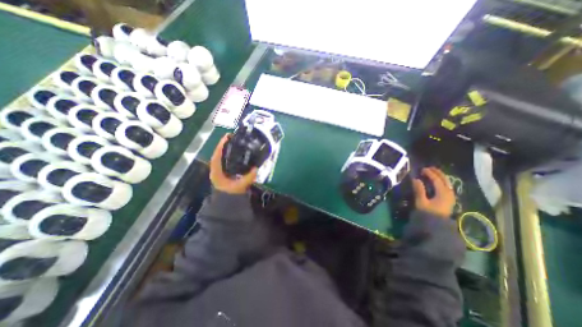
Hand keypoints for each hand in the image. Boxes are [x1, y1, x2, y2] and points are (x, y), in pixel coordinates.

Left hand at [208, 133, 254, 193]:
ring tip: (233, 141)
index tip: (226, 137)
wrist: (229, 202)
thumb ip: (248, 178)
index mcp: (217, 172)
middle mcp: (216, 170)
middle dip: (224, 145)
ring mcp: (219, 170)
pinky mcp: (224, 171)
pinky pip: (225, 160)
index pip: (216, 156)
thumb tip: (256, 168)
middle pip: (218, 154)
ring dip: (226, 148)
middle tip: (231, 136)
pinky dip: (229, 154)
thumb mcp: (240, 186)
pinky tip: (235, 151)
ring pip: (221, 156)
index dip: (221, 146)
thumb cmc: (232, 194)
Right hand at [411, 167, 456, 218]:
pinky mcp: (449, 200)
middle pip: (445, 180)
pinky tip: (437, 182)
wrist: (436, 227)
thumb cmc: (427, 214)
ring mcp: (450, 197)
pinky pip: (447, 187)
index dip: (429, 173)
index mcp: (443, 193)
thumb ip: (419, 190)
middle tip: (428, 168)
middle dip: (437, 172)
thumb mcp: (421, 202)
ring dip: (440, 176)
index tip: (421, 169)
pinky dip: (442, 182)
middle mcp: (449, 193)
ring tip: (433, 173)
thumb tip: (416, 179)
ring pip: (447, 183)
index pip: (436, 180)